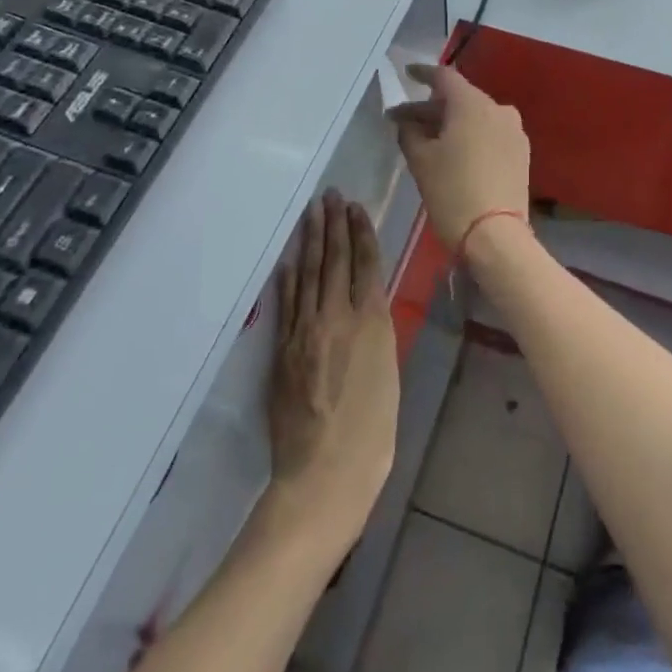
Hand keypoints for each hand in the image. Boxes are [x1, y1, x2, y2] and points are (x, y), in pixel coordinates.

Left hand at [268, 190, 398, 527]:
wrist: (324, 476)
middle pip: (335, 260)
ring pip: (310, 274)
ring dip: (312, 241)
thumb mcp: (388, 374)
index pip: (365, 264)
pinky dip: (289, 277)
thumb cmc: (372, 433)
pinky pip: (287, 303)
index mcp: (370, 322)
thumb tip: (369, 304)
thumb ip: (377, 332)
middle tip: (330, 195)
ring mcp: (305, 332)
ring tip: (313, 213)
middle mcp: (336, 317)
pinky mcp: (283, 350)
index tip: (355, 207)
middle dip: (334, 225)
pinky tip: (290, 258)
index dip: (360, 233)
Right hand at [388, 65, 530, 250]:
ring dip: (451, 122)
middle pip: (460, 98)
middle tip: (404, 121)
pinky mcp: (521, 153)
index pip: (444, 77)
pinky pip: (490, 133)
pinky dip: (470, 135)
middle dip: (431, 107)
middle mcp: (498, 109)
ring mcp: (514, 131)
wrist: (496, 236)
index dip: (422, 74)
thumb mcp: (421, 161)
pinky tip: (454, 151)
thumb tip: (407, 121)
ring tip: (427, 138)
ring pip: (476, 116)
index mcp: (472, 103)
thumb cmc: (452, 191)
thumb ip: (410, 132)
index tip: (407, 74)